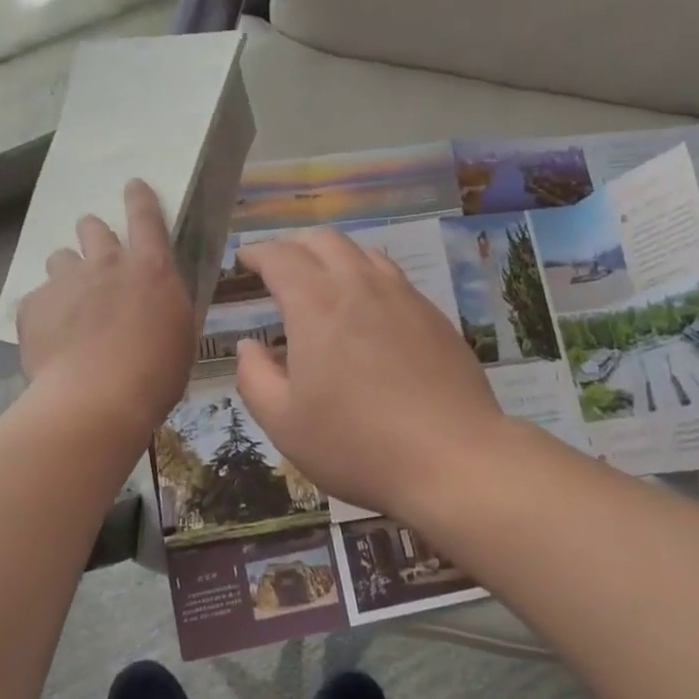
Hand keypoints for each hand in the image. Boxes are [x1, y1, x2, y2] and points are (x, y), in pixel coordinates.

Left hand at [17, 179, 195, 436]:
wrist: (96, 400)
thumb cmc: (155, 373)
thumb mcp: (179, 335)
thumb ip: (165, 307)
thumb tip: (156, 303)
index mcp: (150, 267)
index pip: (146, 216)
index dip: (139, 197)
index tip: (132, 184)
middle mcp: (106, 263)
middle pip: (92, 228)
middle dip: (93, 235)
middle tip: (97, 258)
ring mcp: (66, 281)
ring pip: (60, 258)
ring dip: (68, 273)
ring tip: (70, 304)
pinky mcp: (33, 305)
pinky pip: (38, 298)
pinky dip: (45, 312)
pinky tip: (50, 339)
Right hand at [234, 229, 505, 517]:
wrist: (453, 458)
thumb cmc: (357, 444)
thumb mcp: (284, 423)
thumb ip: (255, 378)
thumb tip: (248, 346)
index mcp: (316, 304)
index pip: (281, 257)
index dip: (258, 253)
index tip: (245, 259)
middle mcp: (359, 285)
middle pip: (323, 240)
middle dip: (294, 244)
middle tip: (279, 265)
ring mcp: (403, 296)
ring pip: (362, 252)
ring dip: (333, 255)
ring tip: (322, 279)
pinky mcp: (433, 314)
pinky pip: (392, 276)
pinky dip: (367, 275)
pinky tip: (368, 307)